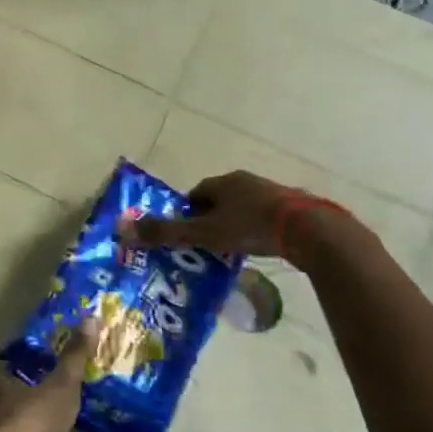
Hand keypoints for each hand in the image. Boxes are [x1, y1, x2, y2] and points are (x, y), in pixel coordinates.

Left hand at [0, 326, 96, 431]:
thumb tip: (91, 316)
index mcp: (2, 389)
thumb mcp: (61, 383)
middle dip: (44, 405)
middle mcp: (0, 416)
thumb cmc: (33, 419)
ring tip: (80, 428)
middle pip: (24, 406)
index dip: (36, 373)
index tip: (58, 372)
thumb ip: (75, 356)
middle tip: (75, 400)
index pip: (18, 376)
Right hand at [120, 170, 301, 259]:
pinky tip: (258, 248)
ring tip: (230, 250)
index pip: (195, 194)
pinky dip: (256, 230)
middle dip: (209, 220)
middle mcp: (246, 181)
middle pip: (219, 200)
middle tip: (204, 245)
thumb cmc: (250, 227)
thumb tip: (123, 229)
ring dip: (234, 225)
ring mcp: (272, 193)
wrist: (308, 231)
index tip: (184, 235)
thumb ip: (166, 232)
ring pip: (243, 209)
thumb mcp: (204, 233)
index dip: (186, 214)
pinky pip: (265, 217)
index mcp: (223, 182)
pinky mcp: (293, 207)